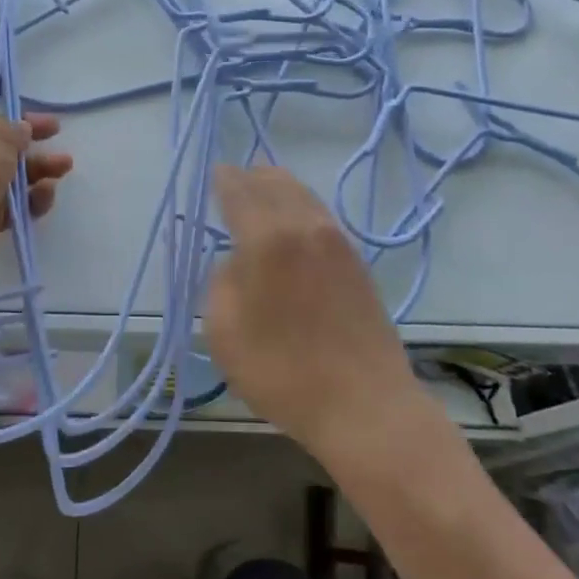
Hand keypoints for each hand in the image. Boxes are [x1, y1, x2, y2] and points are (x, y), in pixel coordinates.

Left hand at [0, 73, 72, 284]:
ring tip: (64, 166)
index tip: (25, 85)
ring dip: (40, 166)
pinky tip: (45, 194)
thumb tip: (21, 130)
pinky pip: (14, 202)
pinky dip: (32, 198)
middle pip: (1, 132)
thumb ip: (15, 128)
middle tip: (56, 130)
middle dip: (31, 132)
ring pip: (12, 169)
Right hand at [205, 164, 423, 462]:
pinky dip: (301, 208)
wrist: (364, 405)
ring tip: (262, 195)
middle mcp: (305, 226)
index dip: (224, 179)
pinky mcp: (356, 261)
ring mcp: (337, 242)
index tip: (214, 173)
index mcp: (267, 237)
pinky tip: (293, 226)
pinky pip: (321, 216)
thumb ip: (221, 282)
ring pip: (303, 195)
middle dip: (252, 177)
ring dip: (279, 189)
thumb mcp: (224, 331)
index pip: (240, 190)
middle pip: (276, 182)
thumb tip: (236, 262)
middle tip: (235, 181)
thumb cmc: (282, 371)